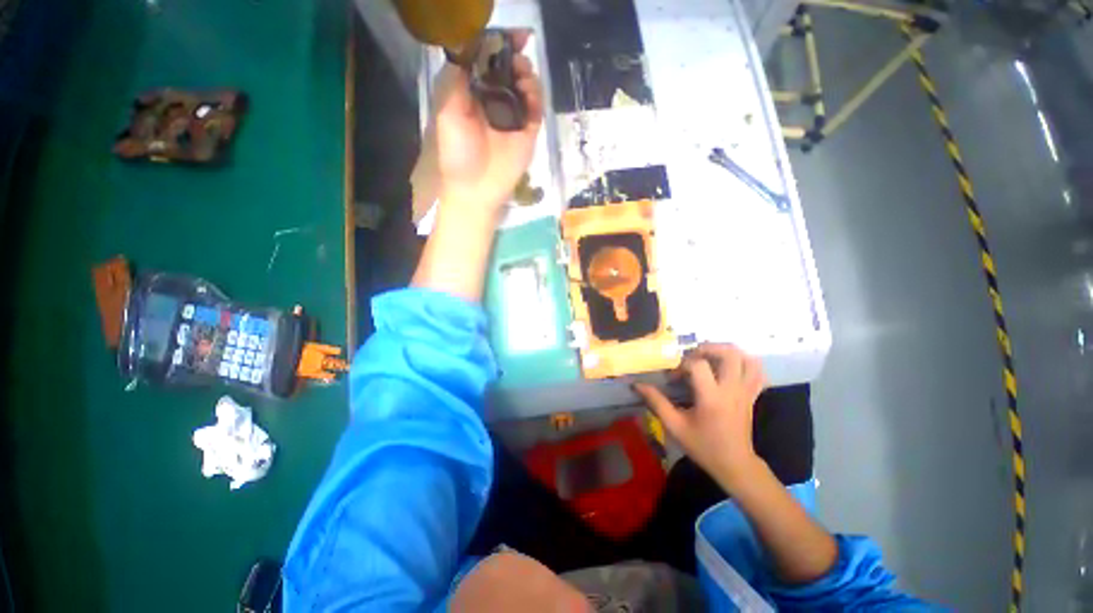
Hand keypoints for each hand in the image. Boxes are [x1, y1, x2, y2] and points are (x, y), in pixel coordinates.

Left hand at [434, 35, 543, 218]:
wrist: (476, 187)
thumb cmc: (457, 151)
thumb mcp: (448, 109)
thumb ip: (458, 76)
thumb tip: (474, 45)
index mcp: (472, 93)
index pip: (487, 61)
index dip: (496, 44)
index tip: (507, 33)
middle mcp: (494, 101)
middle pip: (509, 69)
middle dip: (514, 54)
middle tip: (518, 48)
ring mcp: (513, 116)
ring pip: (525, 85)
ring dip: (526, 73)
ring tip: (521, 73)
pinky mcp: (528, 131)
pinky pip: (536, 107)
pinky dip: (535, 94)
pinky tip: (528, 91)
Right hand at [634, 344, 767, 491]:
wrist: (735, 465)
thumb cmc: (703, 446)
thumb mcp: (675, 426)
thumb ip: (656, 402)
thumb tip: (637, 385)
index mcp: (712, 397)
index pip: (699, 365)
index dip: (682, 365)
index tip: (674, 378)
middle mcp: (732, 390)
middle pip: (729, 354)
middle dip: (708, 349)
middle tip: (692, 356)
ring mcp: (746, 391)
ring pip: (747, 359)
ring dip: (727, 352)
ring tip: (710, 357)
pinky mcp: (752, 395)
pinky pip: (757, 372)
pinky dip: (745, 363)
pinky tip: (730, 367)